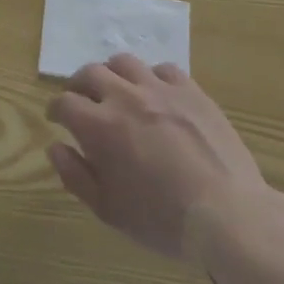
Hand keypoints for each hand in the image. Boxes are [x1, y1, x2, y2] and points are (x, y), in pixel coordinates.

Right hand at [47, 54, 283, 264]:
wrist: (228, 216)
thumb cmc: (162, 220)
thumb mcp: (108, 210)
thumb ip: (75, 175)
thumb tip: (55, 146)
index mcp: (99, 125)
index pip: (64, 102)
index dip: (56, 110)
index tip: (57, 119)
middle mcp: (124, 97)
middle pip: (90, 73)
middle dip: (79, 85)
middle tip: (82, 100)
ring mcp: (160, 89)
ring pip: (124, 62)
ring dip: (113, 74)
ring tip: (117, 90)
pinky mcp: (191, 91)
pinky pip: (163, 69)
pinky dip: (152, 78)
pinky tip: (156, 95)